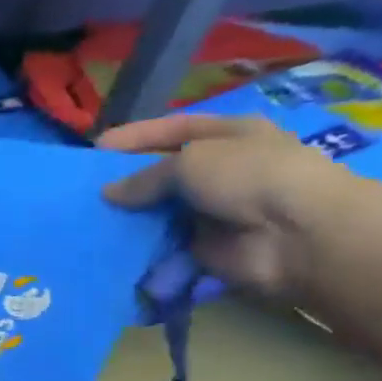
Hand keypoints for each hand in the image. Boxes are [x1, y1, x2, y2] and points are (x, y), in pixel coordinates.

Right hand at [98, 113, 346, 299]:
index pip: (173, 130)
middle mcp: (221, 170)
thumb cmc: (248, 177)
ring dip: (131, 218)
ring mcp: (213, 211)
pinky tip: (111, 249)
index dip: (135, 137)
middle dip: (127, 181)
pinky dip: (141, 250)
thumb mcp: (191, 160)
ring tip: (90, 222)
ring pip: (160, 211)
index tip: (95, 149)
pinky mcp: (204, 248)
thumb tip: (109, 193)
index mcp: (228, 135)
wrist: (296, 235)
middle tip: (85, 191)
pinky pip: (164, 246)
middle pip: (164, 173)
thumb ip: (145, 176)